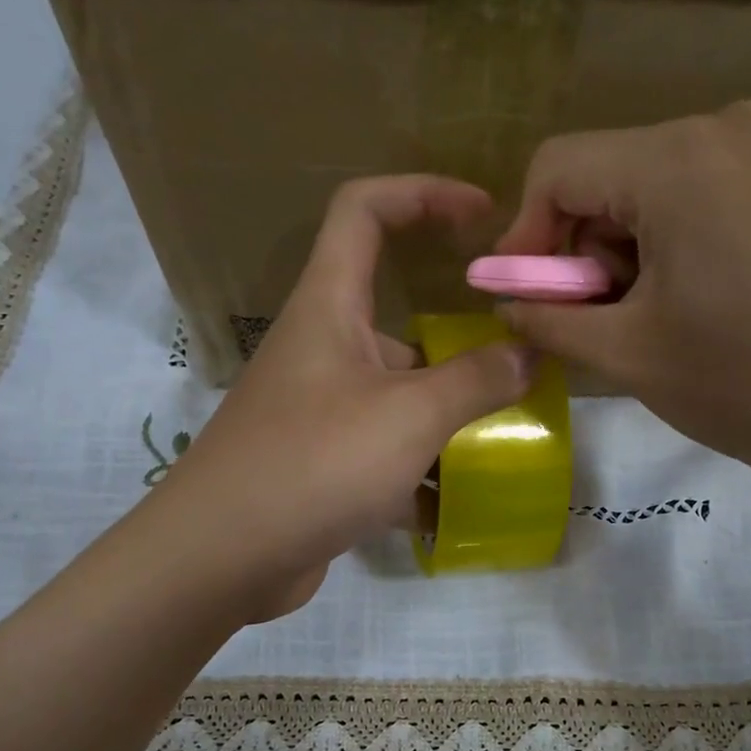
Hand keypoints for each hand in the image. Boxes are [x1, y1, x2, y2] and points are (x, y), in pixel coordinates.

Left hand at [152, 176, 535, 617]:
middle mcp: (322, 351)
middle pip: (398, 323)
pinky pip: (386, 456)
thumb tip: (526, 353)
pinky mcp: (323, 467)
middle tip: (519, 370)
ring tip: (508, 445)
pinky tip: (464, 507)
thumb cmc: (316, 463)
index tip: (483, 215)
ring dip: (448, 419)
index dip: (423, 194)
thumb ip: (475, 380)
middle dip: (460, 346)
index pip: (365, 211)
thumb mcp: (409, 416)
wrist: (224, 556)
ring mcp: (321, 413)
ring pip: (398, 398)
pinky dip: (422, 475)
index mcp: (329, 308)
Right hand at [493, 101, 750, 528]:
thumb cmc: (747, 383)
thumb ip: (547, 318)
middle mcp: (729, 128)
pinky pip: (713, 195)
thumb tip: (504, 299)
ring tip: (654, 322)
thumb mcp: (627, 355)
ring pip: (660, 187)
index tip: (526, 300)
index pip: (557, 168)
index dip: (524, 237)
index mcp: (676, 159)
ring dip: (631, 251)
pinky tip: (704, 304)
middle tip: (597, 323)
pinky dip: (681, 244)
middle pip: (611, 174)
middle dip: (584, 250)